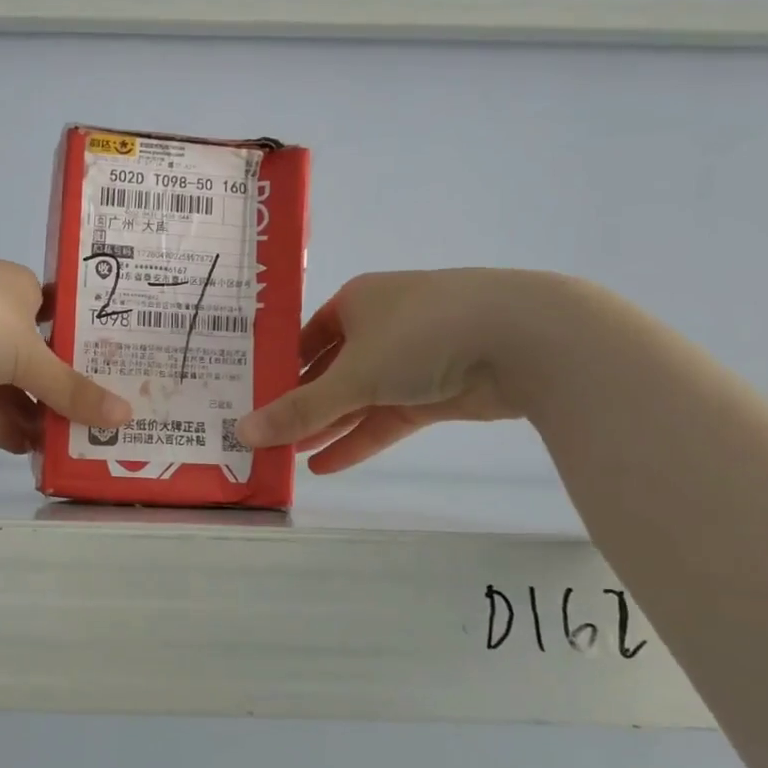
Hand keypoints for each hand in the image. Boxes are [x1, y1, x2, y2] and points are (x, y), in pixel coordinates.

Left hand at [0, 235, 129, 452]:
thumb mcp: (29, 351)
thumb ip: (72, 389)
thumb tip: (125, 416)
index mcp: (23, 292)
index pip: (66, 322)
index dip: (92, 353)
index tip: (122, 383)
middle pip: (41, 361)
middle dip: (67, 393)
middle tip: (105, 427)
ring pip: (11, 389)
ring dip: (37, 417)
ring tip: (75, 448)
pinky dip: (4, 427)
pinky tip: (31, 452)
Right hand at [234, 269, 553, 472]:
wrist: (525, 339)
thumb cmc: (422, 335)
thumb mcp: (352, 375)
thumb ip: (299, 409)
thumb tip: (242, 433)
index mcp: (356, 302)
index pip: (306, 338)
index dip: (280, 370)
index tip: (253, 401)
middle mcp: (381, 325)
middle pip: (331, 371)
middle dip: (302, 406)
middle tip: (266, 438)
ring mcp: (413, 359)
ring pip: (360, 397)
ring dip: (328, 427)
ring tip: (288, 458)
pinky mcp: (437, 391)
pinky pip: (388, 417)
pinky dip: (360, 439)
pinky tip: (326, 465)